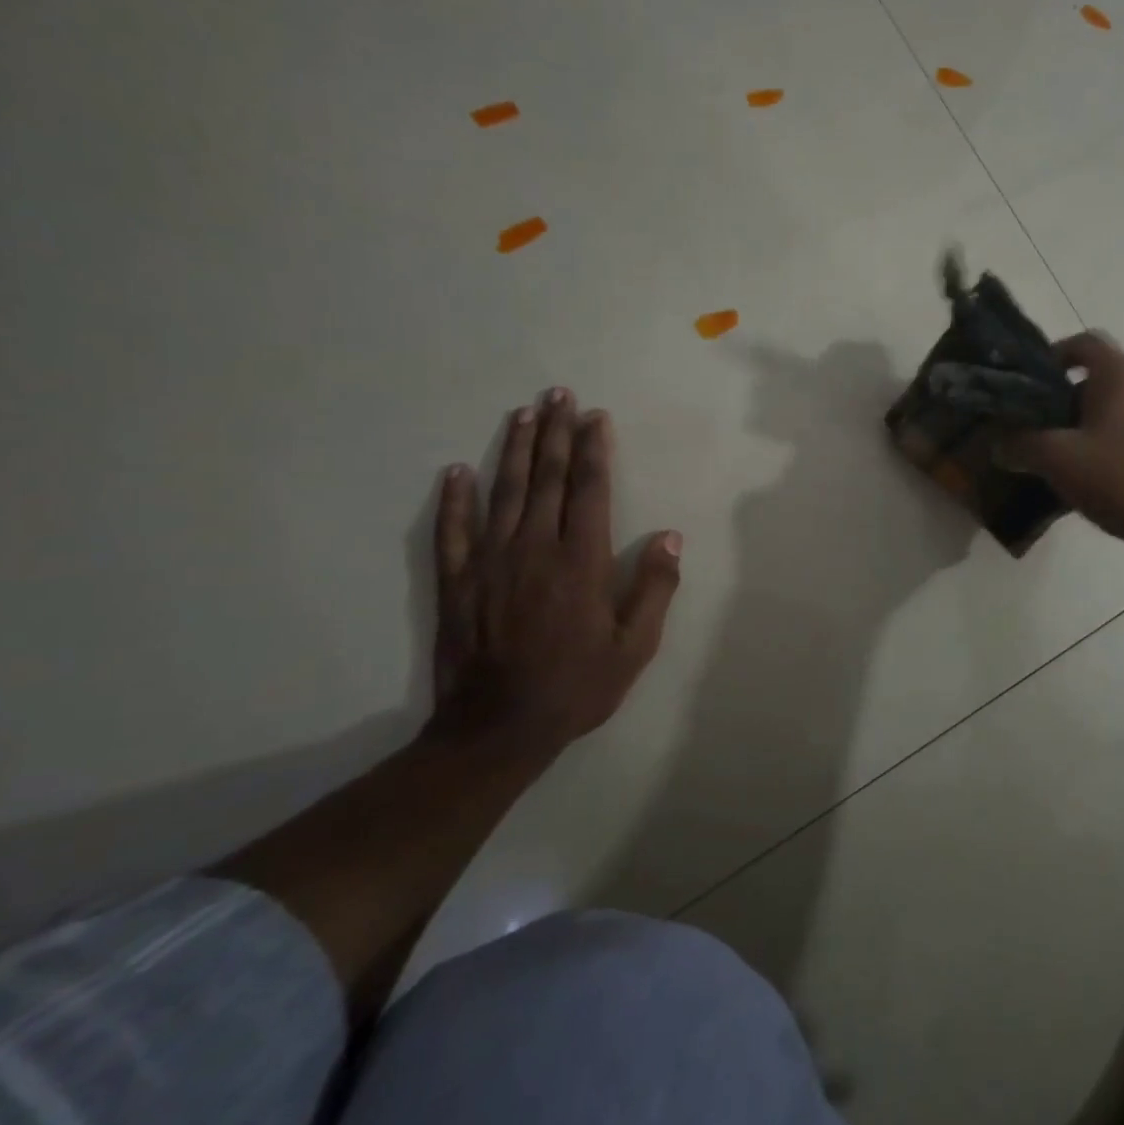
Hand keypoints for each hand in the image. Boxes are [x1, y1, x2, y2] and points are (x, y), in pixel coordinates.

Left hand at [428, 388, 681, 753]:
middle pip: (545, 478)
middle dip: (555, 433)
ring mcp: (489, 562)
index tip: (596, 418)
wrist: (497, 729)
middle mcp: (534, 549)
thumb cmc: (577, 686)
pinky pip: (452, 530)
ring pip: (503, 492)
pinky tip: (456, 471)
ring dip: (514, 449)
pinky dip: (454, 498)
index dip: (593, 450)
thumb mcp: (635, 646)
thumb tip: (671, 537)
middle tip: (559, 395)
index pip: (589, 490)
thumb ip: (655, 588)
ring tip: (523, 413)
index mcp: (580, 561)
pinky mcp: (456, 581)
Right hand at [1002, 334, 1123, 555]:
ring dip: (1090, 423)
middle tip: (1040, 427)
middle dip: (1067, 398)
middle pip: (1101, 376)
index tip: (1031, 383)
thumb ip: (1020, 445)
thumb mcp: (1057, 460)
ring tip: (1065, 456)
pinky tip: (1098, 477)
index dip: (1053, 355)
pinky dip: (1113, 441)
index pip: (1084, 342)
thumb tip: (998, 444)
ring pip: (1120, 406)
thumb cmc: (1121, 480)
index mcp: (1122, 374)